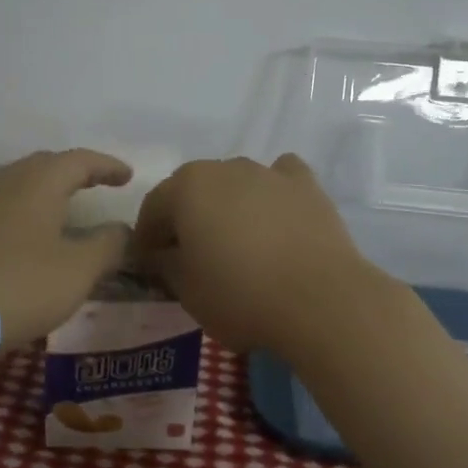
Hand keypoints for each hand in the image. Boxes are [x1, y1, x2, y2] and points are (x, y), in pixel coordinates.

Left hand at [0, 148, 132, 346]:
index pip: (80, 160)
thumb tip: (122, 229)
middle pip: (44, 165)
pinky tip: (17, 232)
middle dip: (72, 173)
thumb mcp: (77, 271)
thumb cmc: (20, 285)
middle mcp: (5, 181)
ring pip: (15, 183)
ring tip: (57, 207)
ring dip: (41, 190)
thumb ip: (107, 245)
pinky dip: (15, 212)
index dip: (107, 166)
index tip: (126, 177)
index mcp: (39, 182)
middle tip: (93, 184)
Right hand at [131, 154, 386, 359]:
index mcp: (186, 187)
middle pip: (193, 189)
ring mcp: (267, 172)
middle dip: (186, 217)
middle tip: (190, 253)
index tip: (148, 263)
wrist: (320, 300)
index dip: (147, 236)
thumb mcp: (186, 290)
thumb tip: (160, 253)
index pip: (154, 207)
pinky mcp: (305, 184)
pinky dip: (272, 193)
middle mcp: (223, 167)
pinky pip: (279, 179)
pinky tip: (276, 217)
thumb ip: (164, 264)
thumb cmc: (241, 295)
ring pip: (235, 183)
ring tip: (237, 242)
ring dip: (227, 205)